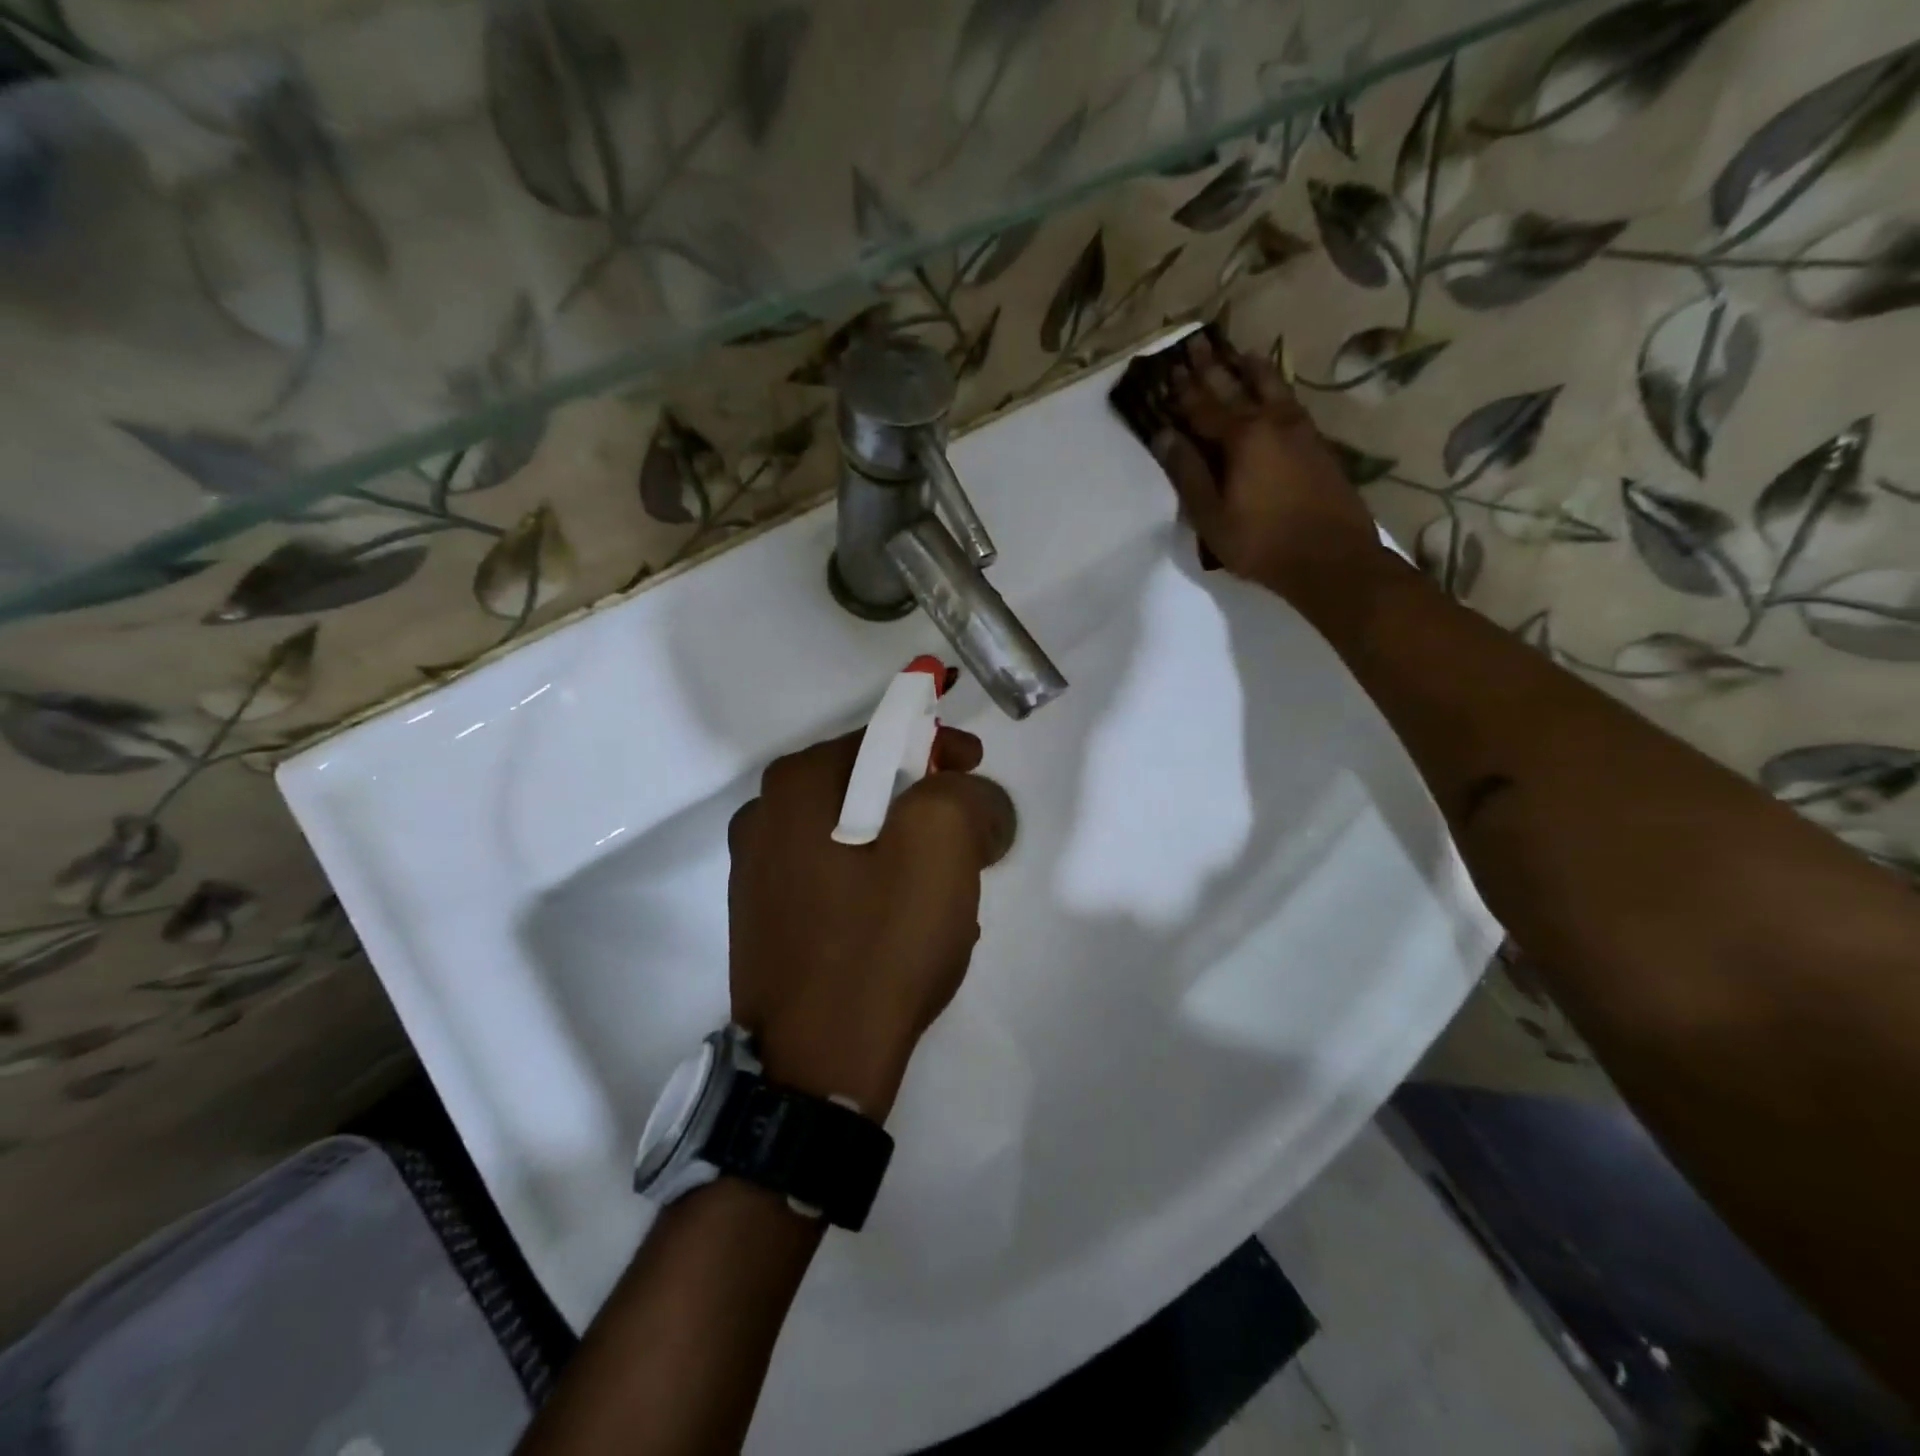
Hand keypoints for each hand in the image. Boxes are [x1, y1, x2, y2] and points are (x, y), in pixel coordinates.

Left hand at [727, 727, 1013, 1116]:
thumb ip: (966, 793)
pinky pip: (837, 880)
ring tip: (947, 893)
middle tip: (969, 839)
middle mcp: (764, 818)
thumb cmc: (880, 942)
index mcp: (796, 786)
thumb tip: (972, 797)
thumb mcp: (942, 845)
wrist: (816, 1066)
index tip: (976, 769)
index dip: (939, 744)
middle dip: (927, 804)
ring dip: (906, 850)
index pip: (882, 736)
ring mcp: (757, 873)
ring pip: (856, 836)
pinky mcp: (766, 920)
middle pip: (868, 786)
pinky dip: (878, 886)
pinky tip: (908, 926)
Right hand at [1150, 329, 1393, 602]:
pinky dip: (1275, 388)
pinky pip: (1290, 402)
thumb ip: (1188, 473)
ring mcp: (1299, 430)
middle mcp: (1271, 422)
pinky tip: (1274, 390)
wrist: (1330, 557)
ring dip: (1250, 368)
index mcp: (1240, 438)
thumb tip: (1164, 435)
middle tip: (1197, 341)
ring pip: (1271, 387)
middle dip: (1213, 366)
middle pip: (1236, 387)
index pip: (1204, 407)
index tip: (1168, 368)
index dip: (1183, 389)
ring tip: (1239, 352)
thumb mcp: (1211, 515)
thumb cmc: (1260, 542)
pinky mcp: (1317, 444)